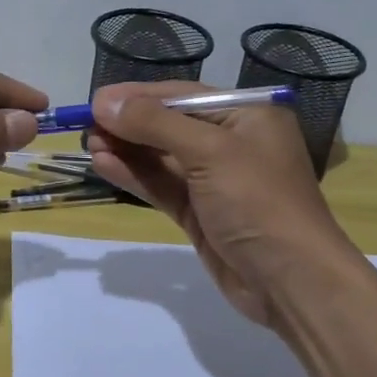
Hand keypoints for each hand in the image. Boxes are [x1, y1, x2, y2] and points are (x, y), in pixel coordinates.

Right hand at [86, 82, 358, 328]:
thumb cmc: (258, 201)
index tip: (97, 99)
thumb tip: (105, 102)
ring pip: (162, 157)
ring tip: (88, 142)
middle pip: (170, 124)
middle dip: (129, 124)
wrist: (291, 281)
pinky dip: (135, 176)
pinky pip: (162, 186)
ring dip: (127, 149)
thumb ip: (155, 125)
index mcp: (247, 116)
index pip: (183, 95)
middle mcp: (232, 143)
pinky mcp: (201, 213)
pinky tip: (104, 165)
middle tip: (85, 124)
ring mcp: (215, 181)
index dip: (139, 96)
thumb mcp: (210, 152)